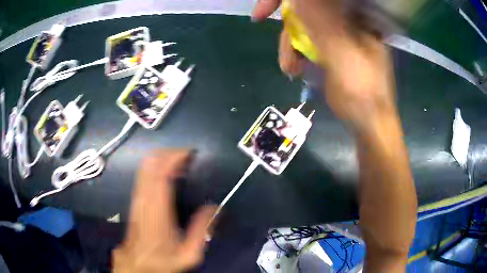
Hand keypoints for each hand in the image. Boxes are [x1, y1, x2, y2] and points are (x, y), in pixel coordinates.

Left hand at [113, 150, 214, 272]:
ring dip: (163, 159)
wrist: (137, 263)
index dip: (175, 157)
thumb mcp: (189, 253)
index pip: (162, 173)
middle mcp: (144, 198)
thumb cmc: (162, 259)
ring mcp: (137, 197)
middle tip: (188, 156)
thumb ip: (203, 230)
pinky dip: (157, 167)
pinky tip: (169, 175)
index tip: (190, 153)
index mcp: (158, 209)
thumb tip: (216, 208)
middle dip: (169, 153)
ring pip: (146, 166)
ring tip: (181, 163)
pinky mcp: (135, 199)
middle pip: (151, 162)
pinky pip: (144, 174)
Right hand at [252, 0, 396, 129]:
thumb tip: (296, 0)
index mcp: (355, 18)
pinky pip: (306, 41)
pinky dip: (296, 53)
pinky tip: (294, 68)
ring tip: (290, 69)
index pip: (319, 1)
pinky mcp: (330, 49)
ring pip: (303, 28)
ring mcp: (338, 35)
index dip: (288, 2)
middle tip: (284, 55)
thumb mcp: (342, 54)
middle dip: (289, 32)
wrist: (368, 121)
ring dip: (290, 47)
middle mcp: (346, 21)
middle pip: (307, 12)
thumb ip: (321, 23)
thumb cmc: (363, 90)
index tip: (263, 13)